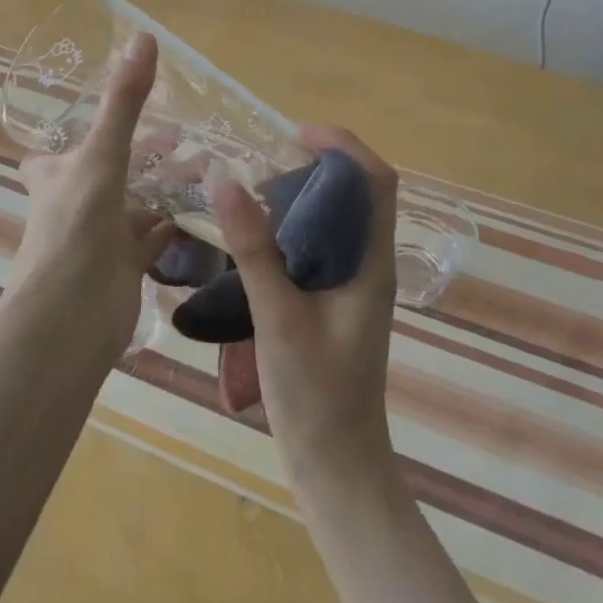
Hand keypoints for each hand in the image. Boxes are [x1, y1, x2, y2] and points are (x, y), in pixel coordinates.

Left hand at [10, 32, 173, 357]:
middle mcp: (73, 205)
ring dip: (162, 187)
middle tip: (180, 132)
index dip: (70, 134)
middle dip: (138, 154)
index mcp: (55, 177)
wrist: (70, 320)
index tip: (102, 114)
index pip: (51, 152)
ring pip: (133, 204)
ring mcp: (99, 239)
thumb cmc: (75, 228)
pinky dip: (170, 226)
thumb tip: (143, 37)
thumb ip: (123, 102)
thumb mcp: (100, 155)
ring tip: (204, 163)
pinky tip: (196, 212)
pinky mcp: (123, 269)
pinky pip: (150, 240)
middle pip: (104, 171)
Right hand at [212, 126, 399, 489]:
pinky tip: (256, 239)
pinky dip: (293, 226)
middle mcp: (369, 265)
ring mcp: (354, 285)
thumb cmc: (316, 394)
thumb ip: (253, 249)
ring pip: (337, 218)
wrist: (337, 467)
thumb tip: (225, 180)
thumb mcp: (278, 316)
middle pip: (357, 192)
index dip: (343, 145)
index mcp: (371, 262)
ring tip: (253, 192)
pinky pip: (320, 245)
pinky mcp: (335, 301)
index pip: (377, 180)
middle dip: (317, 164)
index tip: (295, 135)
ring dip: (303, 195)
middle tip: (264, 162)